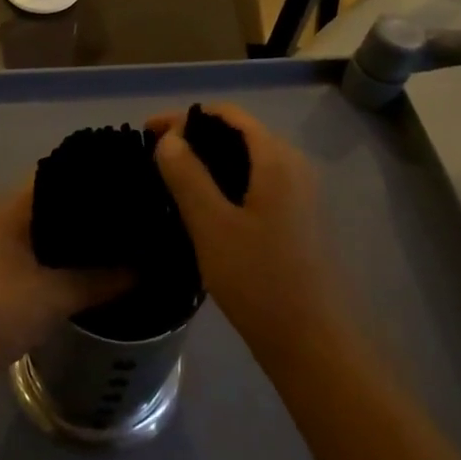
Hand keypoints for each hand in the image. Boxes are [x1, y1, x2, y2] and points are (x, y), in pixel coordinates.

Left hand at [0, 185, 129, 388]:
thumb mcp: (55, 296)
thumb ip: (100, 281)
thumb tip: (145, 268)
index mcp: (13, 211)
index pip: (57, 176)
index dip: (91, 176)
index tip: (127, 180)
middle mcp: (3, 223)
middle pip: (53, 205)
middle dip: (88, 211)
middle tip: (132, 215)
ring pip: (45, 235)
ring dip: (75, 240)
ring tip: (119, 242)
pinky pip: (38, 258)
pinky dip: (61, 261)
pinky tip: (87, 273)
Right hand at [149, 105, 345, 357]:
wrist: (314, 345)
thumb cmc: (260, 280)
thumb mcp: (211, 225)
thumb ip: (187, 175)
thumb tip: (170, 138)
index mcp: (276, 158)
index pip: (227, 114)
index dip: (185, 117)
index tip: (146, 133)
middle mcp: (293, 166)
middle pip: (238, 134)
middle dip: (195, 138)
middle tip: (154, 157)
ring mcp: (299, 194)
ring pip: (246, 161)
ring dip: (209, 162)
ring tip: (170, 180)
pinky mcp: (298, 220)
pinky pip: (255, 184)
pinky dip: (225, 183)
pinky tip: (202, 207)